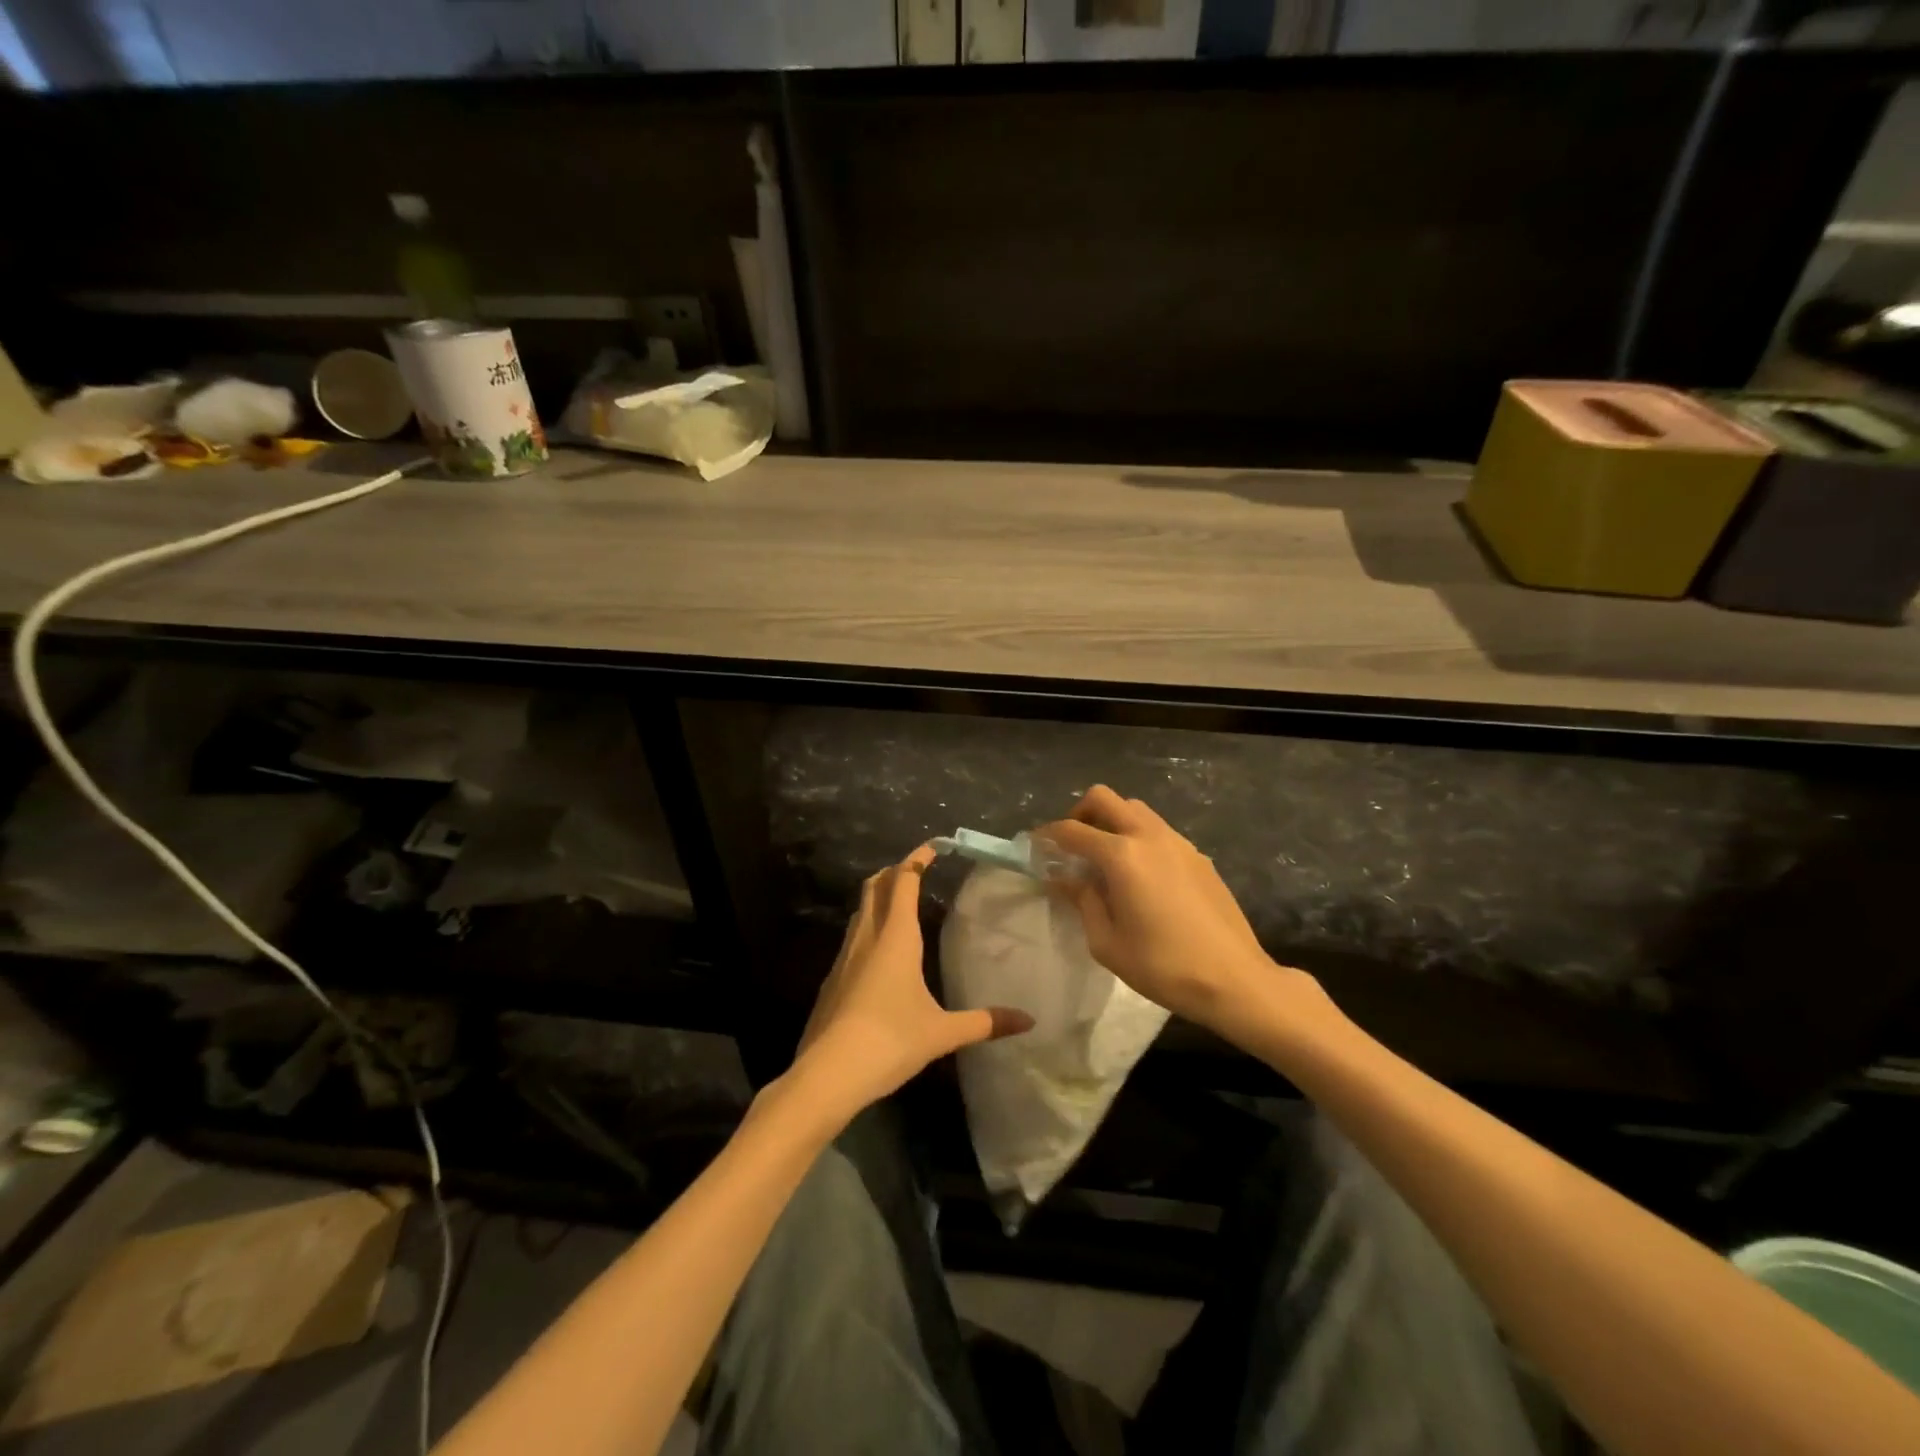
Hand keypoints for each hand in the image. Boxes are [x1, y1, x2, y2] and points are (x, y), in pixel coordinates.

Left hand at [789, 843, 1032, 1120]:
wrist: (828, 1073)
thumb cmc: (890, 1041)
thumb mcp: (942, 1032)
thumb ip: (984, 1022)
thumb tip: (1028, 1020)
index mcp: (896, 936)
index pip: (905, 880)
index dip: (918, 858)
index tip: (934, 847)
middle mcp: (868, 936)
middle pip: (876, 886)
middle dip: (895, 870)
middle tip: (916, 868)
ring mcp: (844, 956)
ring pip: (860, 910)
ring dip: (879, 896)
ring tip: (899, 902)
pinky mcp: (832, 979)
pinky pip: (852, 937)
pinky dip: (868, 926)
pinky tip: (879, 952)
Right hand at [1037, 786, 1313, 1040]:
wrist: (1233, 978)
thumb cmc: (1162, 966)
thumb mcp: (1107, 942)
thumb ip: (1082, 901)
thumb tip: (1064, 879)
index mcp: (1121, 856)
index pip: (1072, 831)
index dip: (1048, 836)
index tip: (1036, 848)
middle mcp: (1149, 836)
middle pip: (1104, 799)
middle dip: (1080, 813)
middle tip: (1072, 845)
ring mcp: (1178, 842)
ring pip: (1135, 809)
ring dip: (1112, 821)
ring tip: (1105, 859)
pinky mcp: (1198, 855)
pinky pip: (1158, 830)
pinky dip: (1138, 837)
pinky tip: (1141, 876)